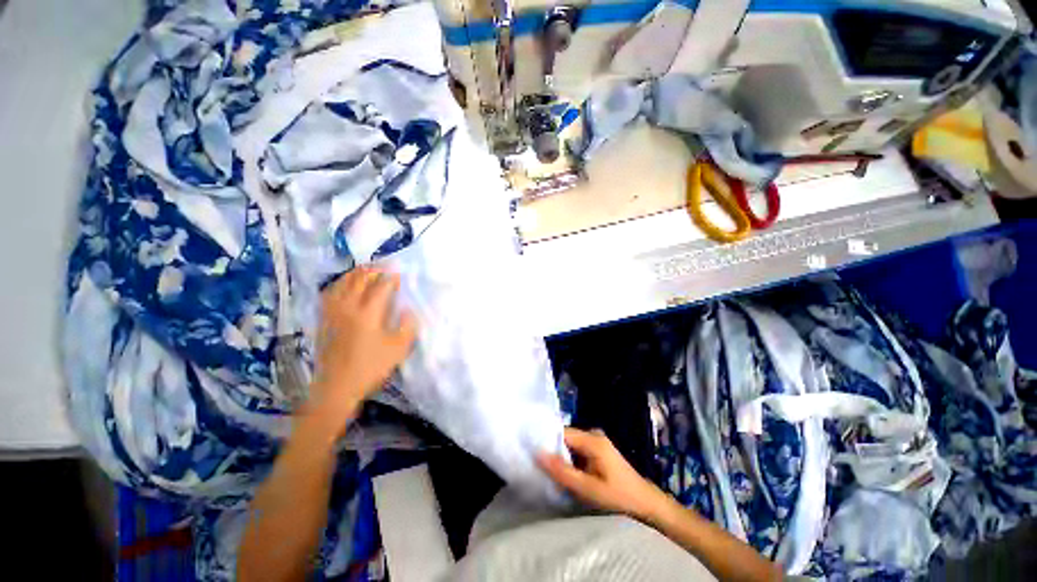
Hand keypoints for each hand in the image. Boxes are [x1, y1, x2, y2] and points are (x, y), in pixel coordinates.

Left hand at [304, 267, 416, 436]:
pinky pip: (329, 294)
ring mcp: (333, 313)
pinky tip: (343, 284)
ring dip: (355, 273)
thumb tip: (408, 310)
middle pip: (360, 280)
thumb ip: (407, 327)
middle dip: (373, 269)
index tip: (399, 272)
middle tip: (384, 265)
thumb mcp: (398, 349)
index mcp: (368, 314)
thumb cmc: (371, 367)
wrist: (337, 387)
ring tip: (365, 269)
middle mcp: (348, 308)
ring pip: (342, 284)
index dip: (391, 278)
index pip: (381, 287)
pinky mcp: (323, 320)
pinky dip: (338, 284)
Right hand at [538, 427, 676, 522]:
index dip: (546, 441)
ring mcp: (596, 441)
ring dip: (561, 457)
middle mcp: (593, 434)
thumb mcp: (587, 488)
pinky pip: (577, 450)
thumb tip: (538, 453)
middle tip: (540, 466)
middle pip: (565, 437)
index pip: (561, 432)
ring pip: (570, 444)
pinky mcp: (598, 449)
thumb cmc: (617, 496)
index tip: (532, 452)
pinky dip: (570, 459)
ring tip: (550, 470)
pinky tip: (566, 472)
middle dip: (553, 451)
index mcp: (592, 439)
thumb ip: (562, 471)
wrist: (645, 503)